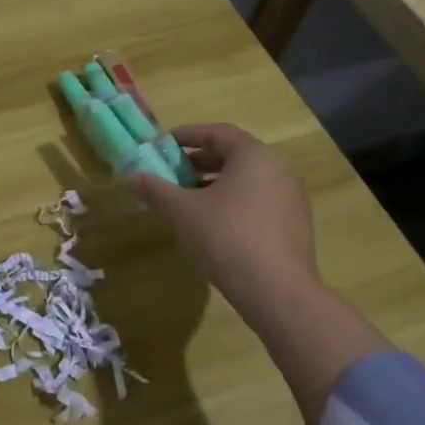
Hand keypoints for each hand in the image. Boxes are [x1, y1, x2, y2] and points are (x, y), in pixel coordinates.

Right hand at [129, 123, 322, 325]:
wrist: (278, 292)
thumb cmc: (227, 237)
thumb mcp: (183, 211)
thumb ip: (156, 190)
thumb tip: (130, 177)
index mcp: (254, 156)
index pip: (217, 132)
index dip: (187, 135)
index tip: (163, 145)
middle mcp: (278, 169)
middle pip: (233, 155)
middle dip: (199, 161)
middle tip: (171, 173)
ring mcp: (291, 198)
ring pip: (247, 179)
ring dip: (215, 183)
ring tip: (187, 200)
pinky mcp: (295, 224)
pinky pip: (259, 200)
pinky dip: (234, 201)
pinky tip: (213, 223)